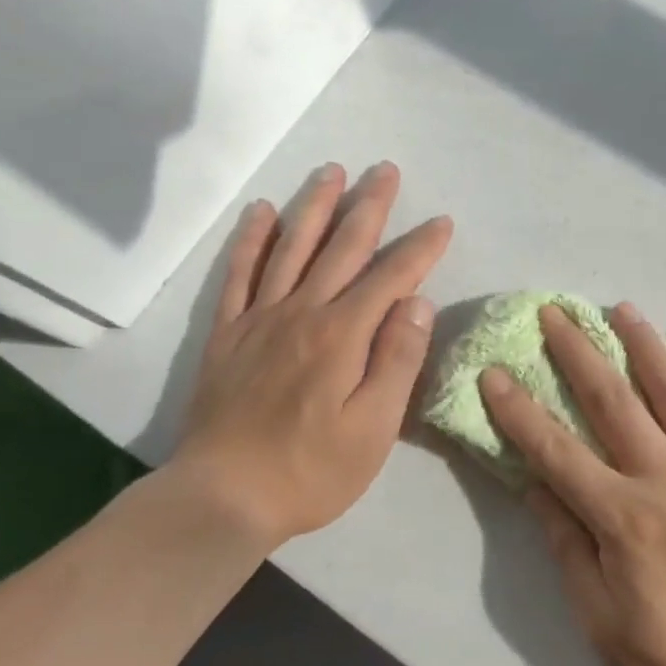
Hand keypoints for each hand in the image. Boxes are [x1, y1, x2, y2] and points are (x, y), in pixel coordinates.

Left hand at [167, 161, 452, 551]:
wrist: (223, 496)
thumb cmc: (312, 470)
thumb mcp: (374, 428)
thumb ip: (397, 360)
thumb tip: (417, 302)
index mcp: (343, 335)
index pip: (391, 277)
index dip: (420, 248)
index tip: (442, 223)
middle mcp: (302, 312)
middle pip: (342, 247)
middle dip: (369, 206)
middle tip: (386, 170)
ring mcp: (260, 318)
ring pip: (292, 247)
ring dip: (315, 206)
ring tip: (332, 171)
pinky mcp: (228, 333)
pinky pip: (239, 273)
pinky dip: (252, 239)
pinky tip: (263, 212)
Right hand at [480, 303, 665, 665]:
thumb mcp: (606, 626)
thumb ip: (569, 552)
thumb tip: (538, 489)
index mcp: (623, 518)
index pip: (556, 452)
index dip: (519, 411)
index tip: (494, 372)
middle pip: (613, 402)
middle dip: (578, 353)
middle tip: (555, 312)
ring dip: (644, 346)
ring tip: (621, 308)